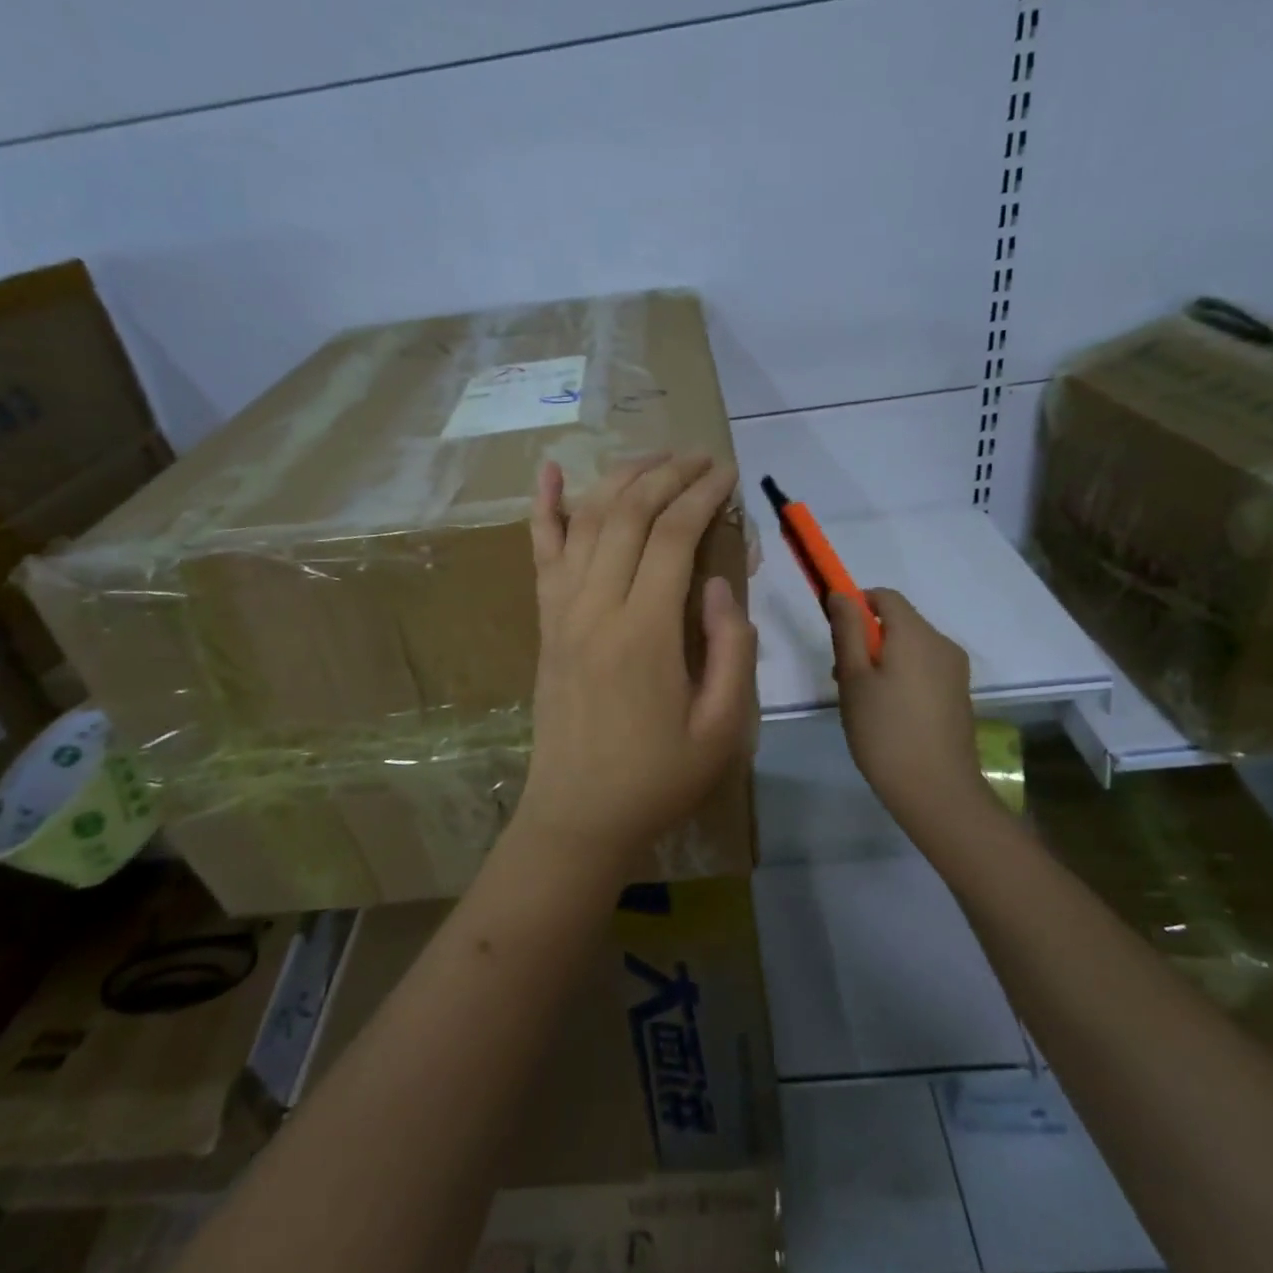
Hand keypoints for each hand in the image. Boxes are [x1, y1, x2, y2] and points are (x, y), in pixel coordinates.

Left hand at [516, 453, 755, 877]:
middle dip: (667, 474)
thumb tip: (723, 585)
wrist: (579, 815)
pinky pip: (540, 554)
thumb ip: (732, 650)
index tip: (727, 474)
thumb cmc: (658, 778)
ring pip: (586, 521)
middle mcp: (597, 607)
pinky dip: (544, 508)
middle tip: (699, 458)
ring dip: (620, 478)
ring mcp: (562, 611)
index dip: (703, 495)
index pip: (674, 536)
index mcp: (645, 632)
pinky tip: (548, 470)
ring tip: (653, 457)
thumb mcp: (722, 728)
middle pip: (628, 514)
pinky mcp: (545, 623)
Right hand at [830, 588, 995, 833]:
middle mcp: (942, 643)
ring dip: (883, 659)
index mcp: (915, 634)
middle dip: (867, 637)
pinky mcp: (959, 694)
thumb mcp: (854, 679)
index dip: (856, 604)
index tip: (835, 633)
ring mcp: (955, 670)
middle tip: (842, 676)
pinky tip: (888, 714)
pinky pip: (925, 669)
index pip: (884, 597)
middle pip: (899, 622)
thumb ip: (848, 632)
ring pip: (911, 648)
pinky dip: (902, 676)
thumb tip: (842, 594)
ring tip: (862, 700)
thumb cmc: (884, 731)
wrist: (936, 791)